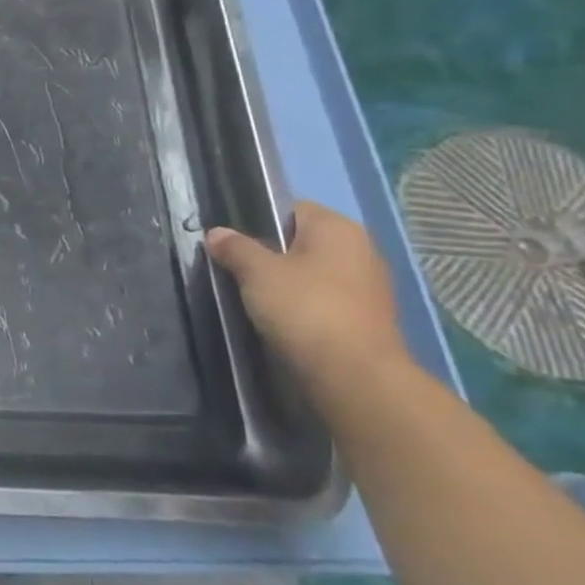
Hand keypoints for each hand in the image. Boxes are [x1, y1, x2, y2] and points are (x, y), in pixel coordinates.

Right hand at [207, 201, 410, 394]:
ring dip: (285, 282)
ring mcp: (367, 285)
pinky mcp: (365, 317)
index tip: (232, 244)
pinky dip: (301, 305)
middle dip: (269, 254)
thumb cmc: (304, 308)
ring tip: (252, 298)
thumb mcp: (257, 272)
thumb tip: (217, 233)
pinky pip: (322, 299)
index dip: (257, 221)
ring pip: (311, 272)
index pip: (289, 209)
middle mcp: (360, 249)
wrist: (353, 375)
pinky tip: (279, 319)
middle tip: (236, 271)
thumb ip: (235, 247)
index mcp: (338, 228)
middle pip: (300, 241)